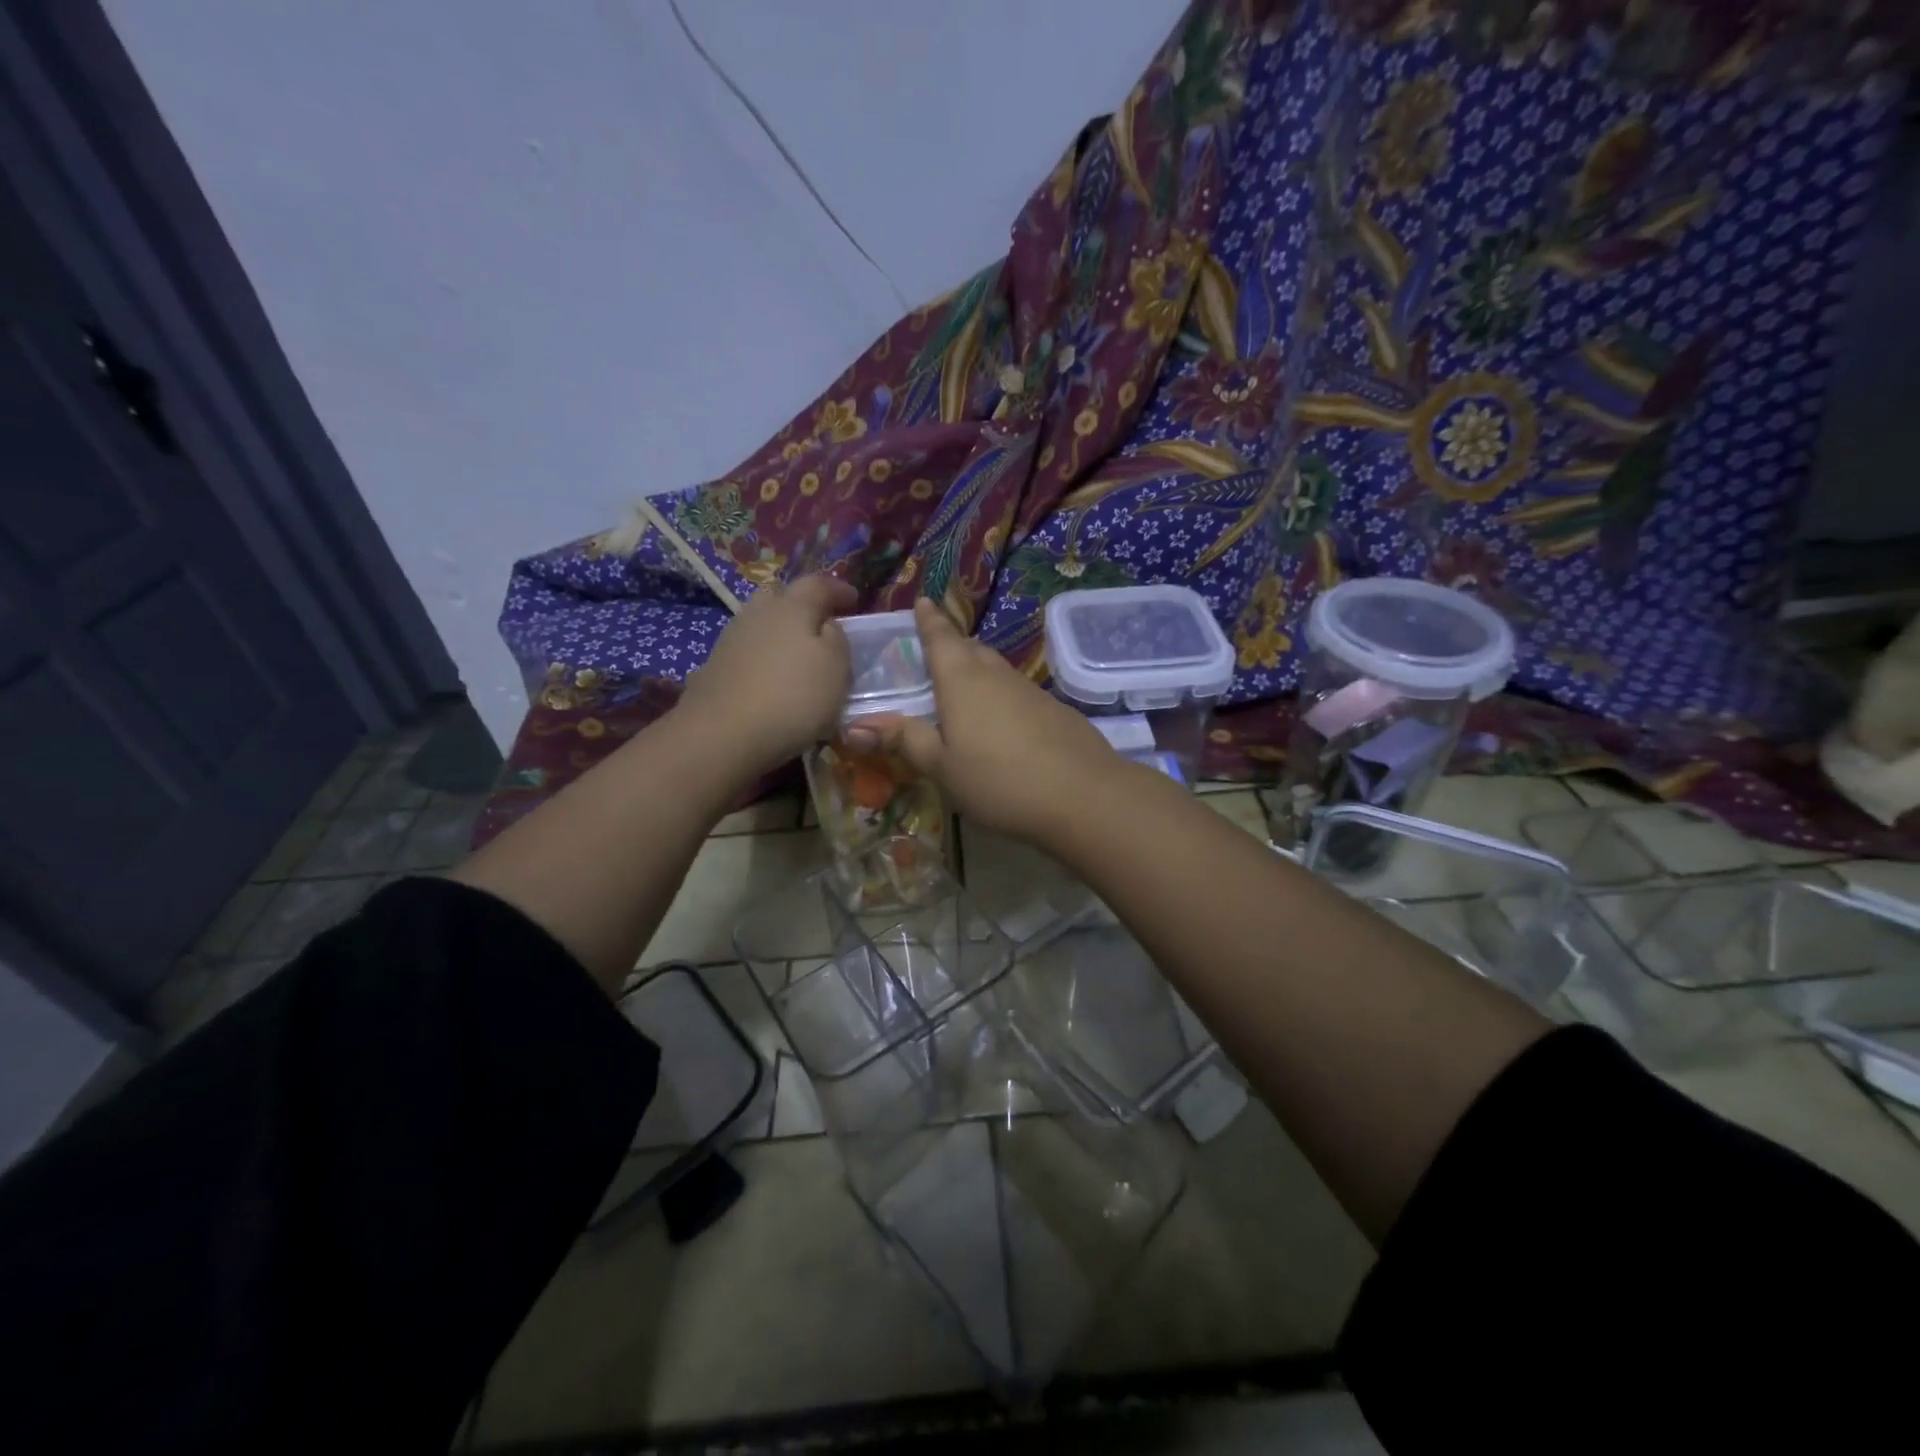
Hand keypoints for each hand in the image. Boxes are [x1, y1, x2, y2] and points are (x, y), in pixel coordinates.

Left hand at [678, 574, 859, 773]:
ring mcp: (730, 639)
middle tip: (820, 624)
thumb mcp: (836, 668)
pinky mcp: (714, 667)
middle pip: (781, 597)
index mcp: (792, 607)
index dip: (838, 589)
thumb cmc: (793, 698)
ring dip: (780, 633)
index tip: (854, 599)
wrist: (722, 734)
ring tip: (796, 656)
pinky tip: (770, 678)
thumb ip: (837, 639)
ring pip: (760, 623)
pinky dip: (762, 657)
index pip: (818, 584)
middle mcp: (757, 613)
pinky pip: (747, 651)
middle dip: (802, 606)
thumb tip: (827, 626)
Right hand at [852, 598, 1123, 843]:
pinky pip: (1015, 691)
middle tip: (934, 649)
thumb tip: (855, 725)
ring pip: (995, 669)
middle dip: (951, 644)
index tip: (922, 601)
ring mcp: (1029, 690)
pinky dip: (999, 695)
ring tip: (961, 685)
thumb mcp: (941, 765)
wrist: (1082, 795)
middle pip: (969, 649)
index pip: (940, 637)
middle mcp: (995, 674)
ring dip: (976, 669)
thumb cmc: (998, 779)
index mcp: (961, 679)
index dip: (929, 620)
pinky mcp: (1053, 710)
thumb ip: (904, 739)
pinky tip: (998, 720)